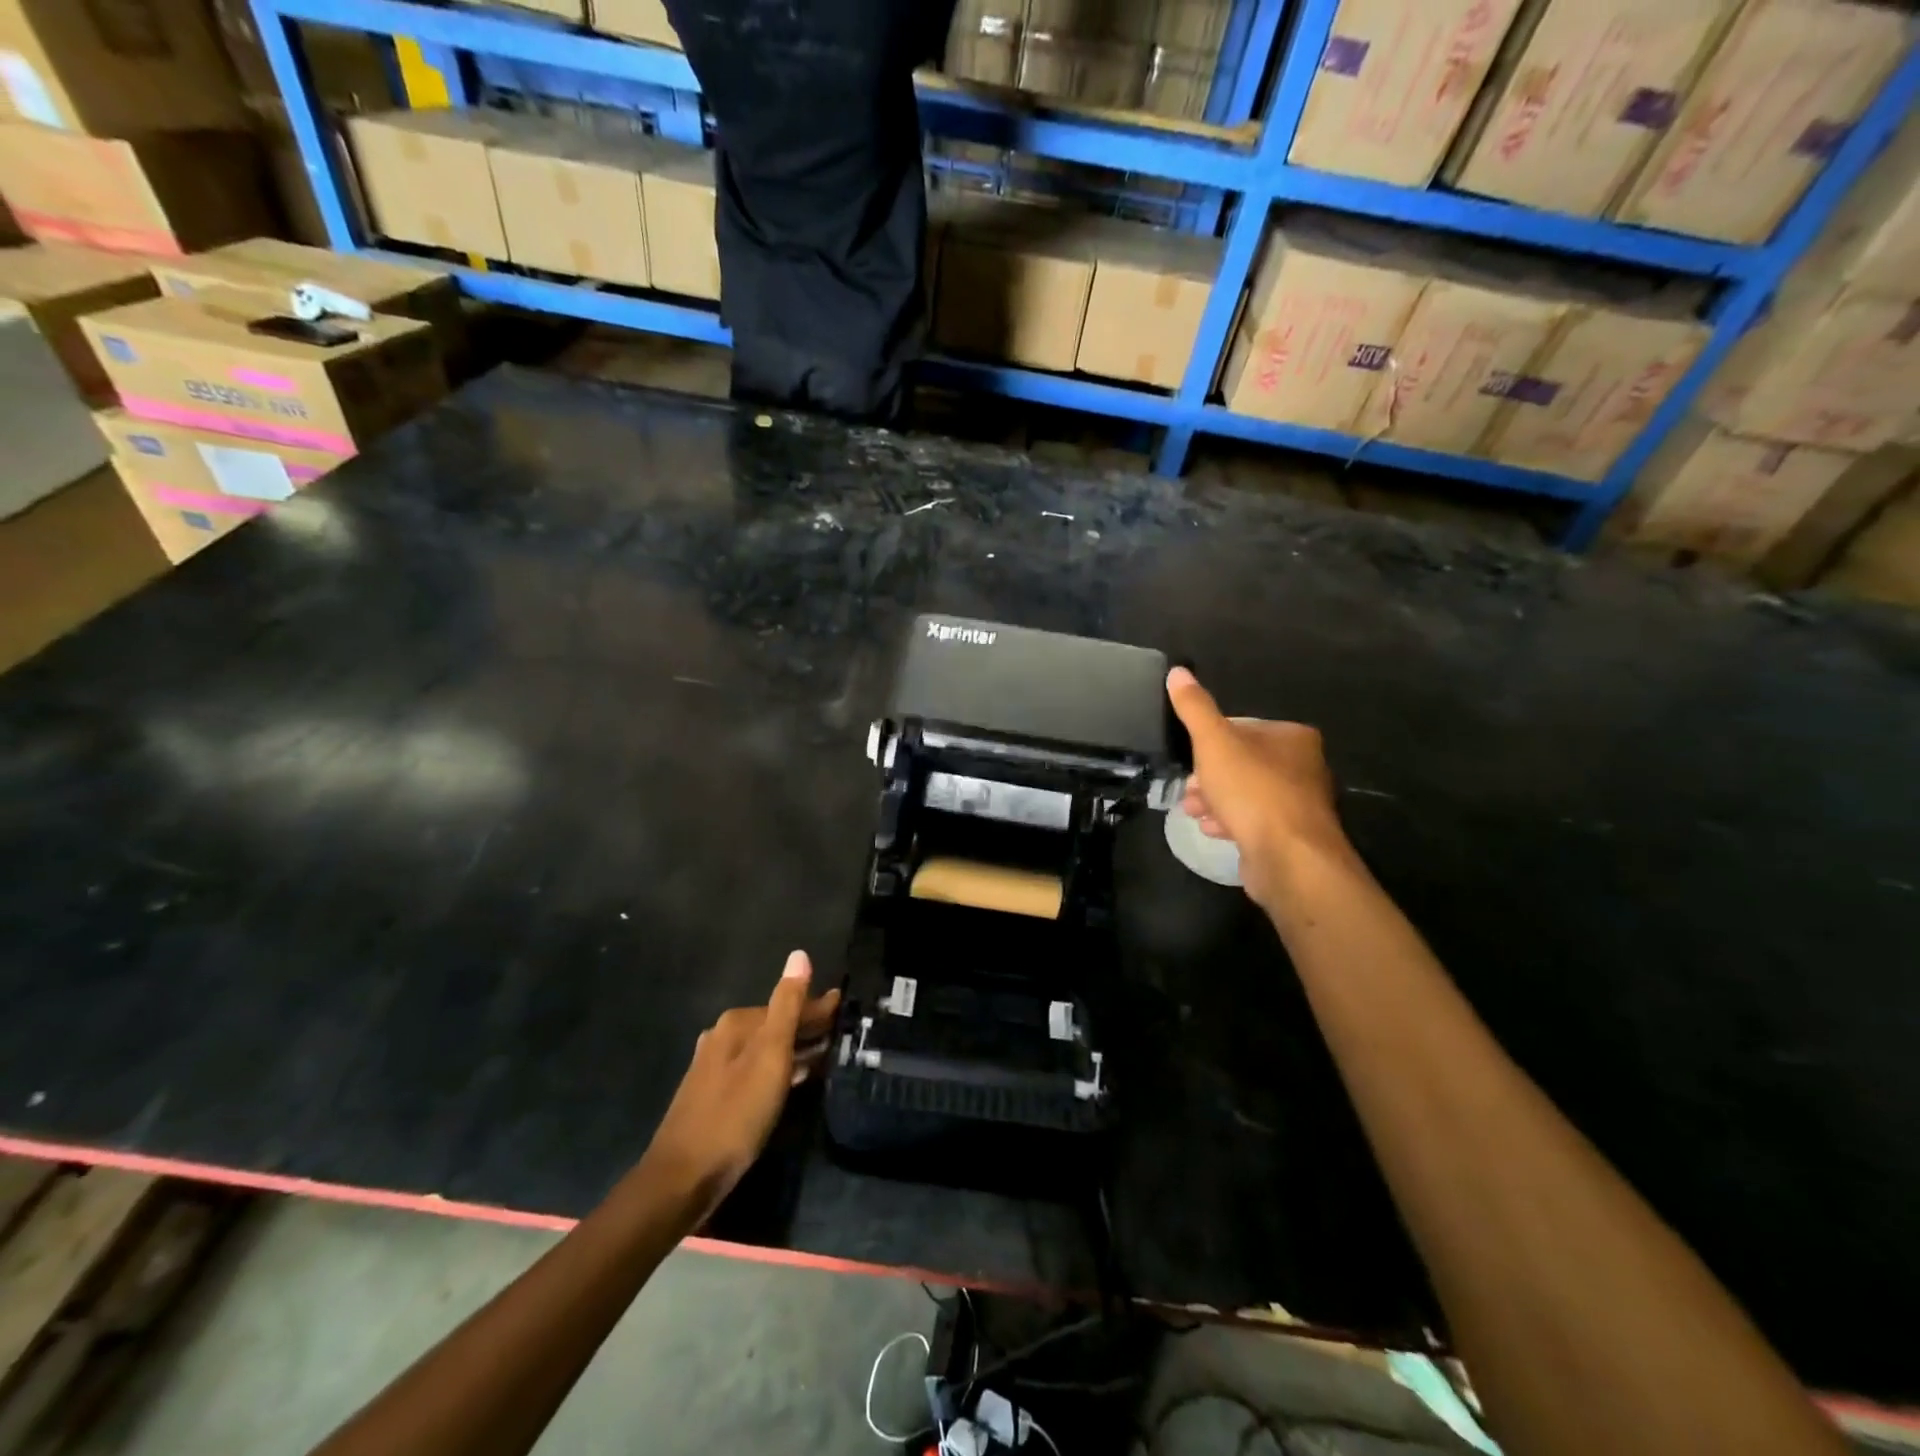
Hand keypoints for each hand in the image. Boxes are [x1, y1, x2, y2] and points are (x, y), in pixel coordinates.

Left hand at [642, 951, 839, 1219]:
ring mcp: (714, 1067)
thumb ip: (788, 1006)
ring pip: (765, 1048)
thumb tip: (799, 955)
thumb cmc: (735, 1114)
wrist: (683, 1178)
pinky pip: (755, 1070)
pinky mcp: (713, 1095)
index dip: (818, 1007)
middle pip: (775, 1024)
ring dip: (794, 1049)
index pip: (788, 1004)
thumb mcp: (770, 1056)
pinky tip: (792, 1082)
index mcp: (737, 1023)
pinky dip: (778, 1069)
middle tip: (840, 1033)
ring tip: (825, 1056)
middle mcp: (722, 1036)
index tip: (844, 1007)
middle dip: (807, 1027)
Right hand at [1166, 666, 1350, 909]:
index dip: (1210, 743)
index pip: (1242, 729)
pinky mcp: (1293, 836)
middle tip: (1188, 790)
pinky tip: (1214, 830)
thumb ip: (1195, 708)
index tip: (1189, 759)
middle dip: (1210, 777)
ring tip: (1194, 812)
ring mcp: (1301, 805)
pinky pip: (1255, 821)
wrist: (1289, 857)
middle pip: (1243, 763)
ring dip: (1217, 801)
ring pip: (1247, 794)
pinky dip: (1232, 822)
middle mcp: (1304, 767)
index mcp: (1292, 737)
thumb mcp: (1214, 742)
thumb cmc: (1252, 790)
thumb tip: (1177, 672)